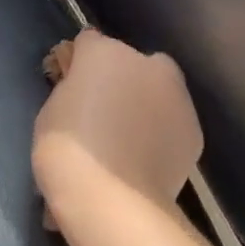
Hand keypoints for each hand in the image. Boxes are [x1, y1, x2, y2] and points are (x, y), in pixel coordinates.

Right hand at [32, 31, 201, 218]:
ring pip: (158, 93)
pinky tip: (143, 163)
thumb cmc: (67, 153)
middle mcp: (148, 64)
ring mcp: (178, 97)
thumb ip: (70, 91)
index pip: (88, 43)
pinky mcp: (194, 131)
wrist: (112, 201)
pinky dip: (160, 136)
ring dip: (144, 107)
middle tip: (101, 117)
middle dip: (119, 82)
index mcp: (106, 53)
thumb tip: (82, 90)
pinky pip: (171, 125)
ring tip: (125, 147)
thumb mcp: (51, 113)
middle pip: (131, 64)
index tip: (69, 88)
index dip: (77, 64)